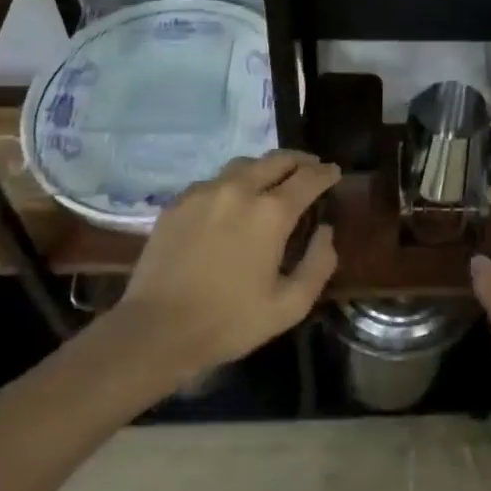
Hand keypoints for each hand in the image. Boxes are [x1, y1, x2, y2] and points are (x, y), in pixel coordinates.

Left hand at [108, 150, 340, 383]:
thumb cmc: (229, 321)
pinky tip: (231, 202)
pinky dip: (233, 184)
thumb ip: (319, 263)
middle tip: (310, 169)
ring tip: (272, 181)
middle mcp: (240, 189)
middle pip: (278, 159)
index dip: (326, 173)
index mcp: (272, 212)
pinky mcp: (179, 202)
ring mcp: (205, 191)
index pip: (309, 177)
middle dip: (300, 161)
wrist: (155, 331)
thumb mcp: (290, 305)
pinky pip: (214, 181)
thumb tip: (325, 230)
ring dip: (266, 168)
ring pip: (245, 164)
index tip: (334, 173)